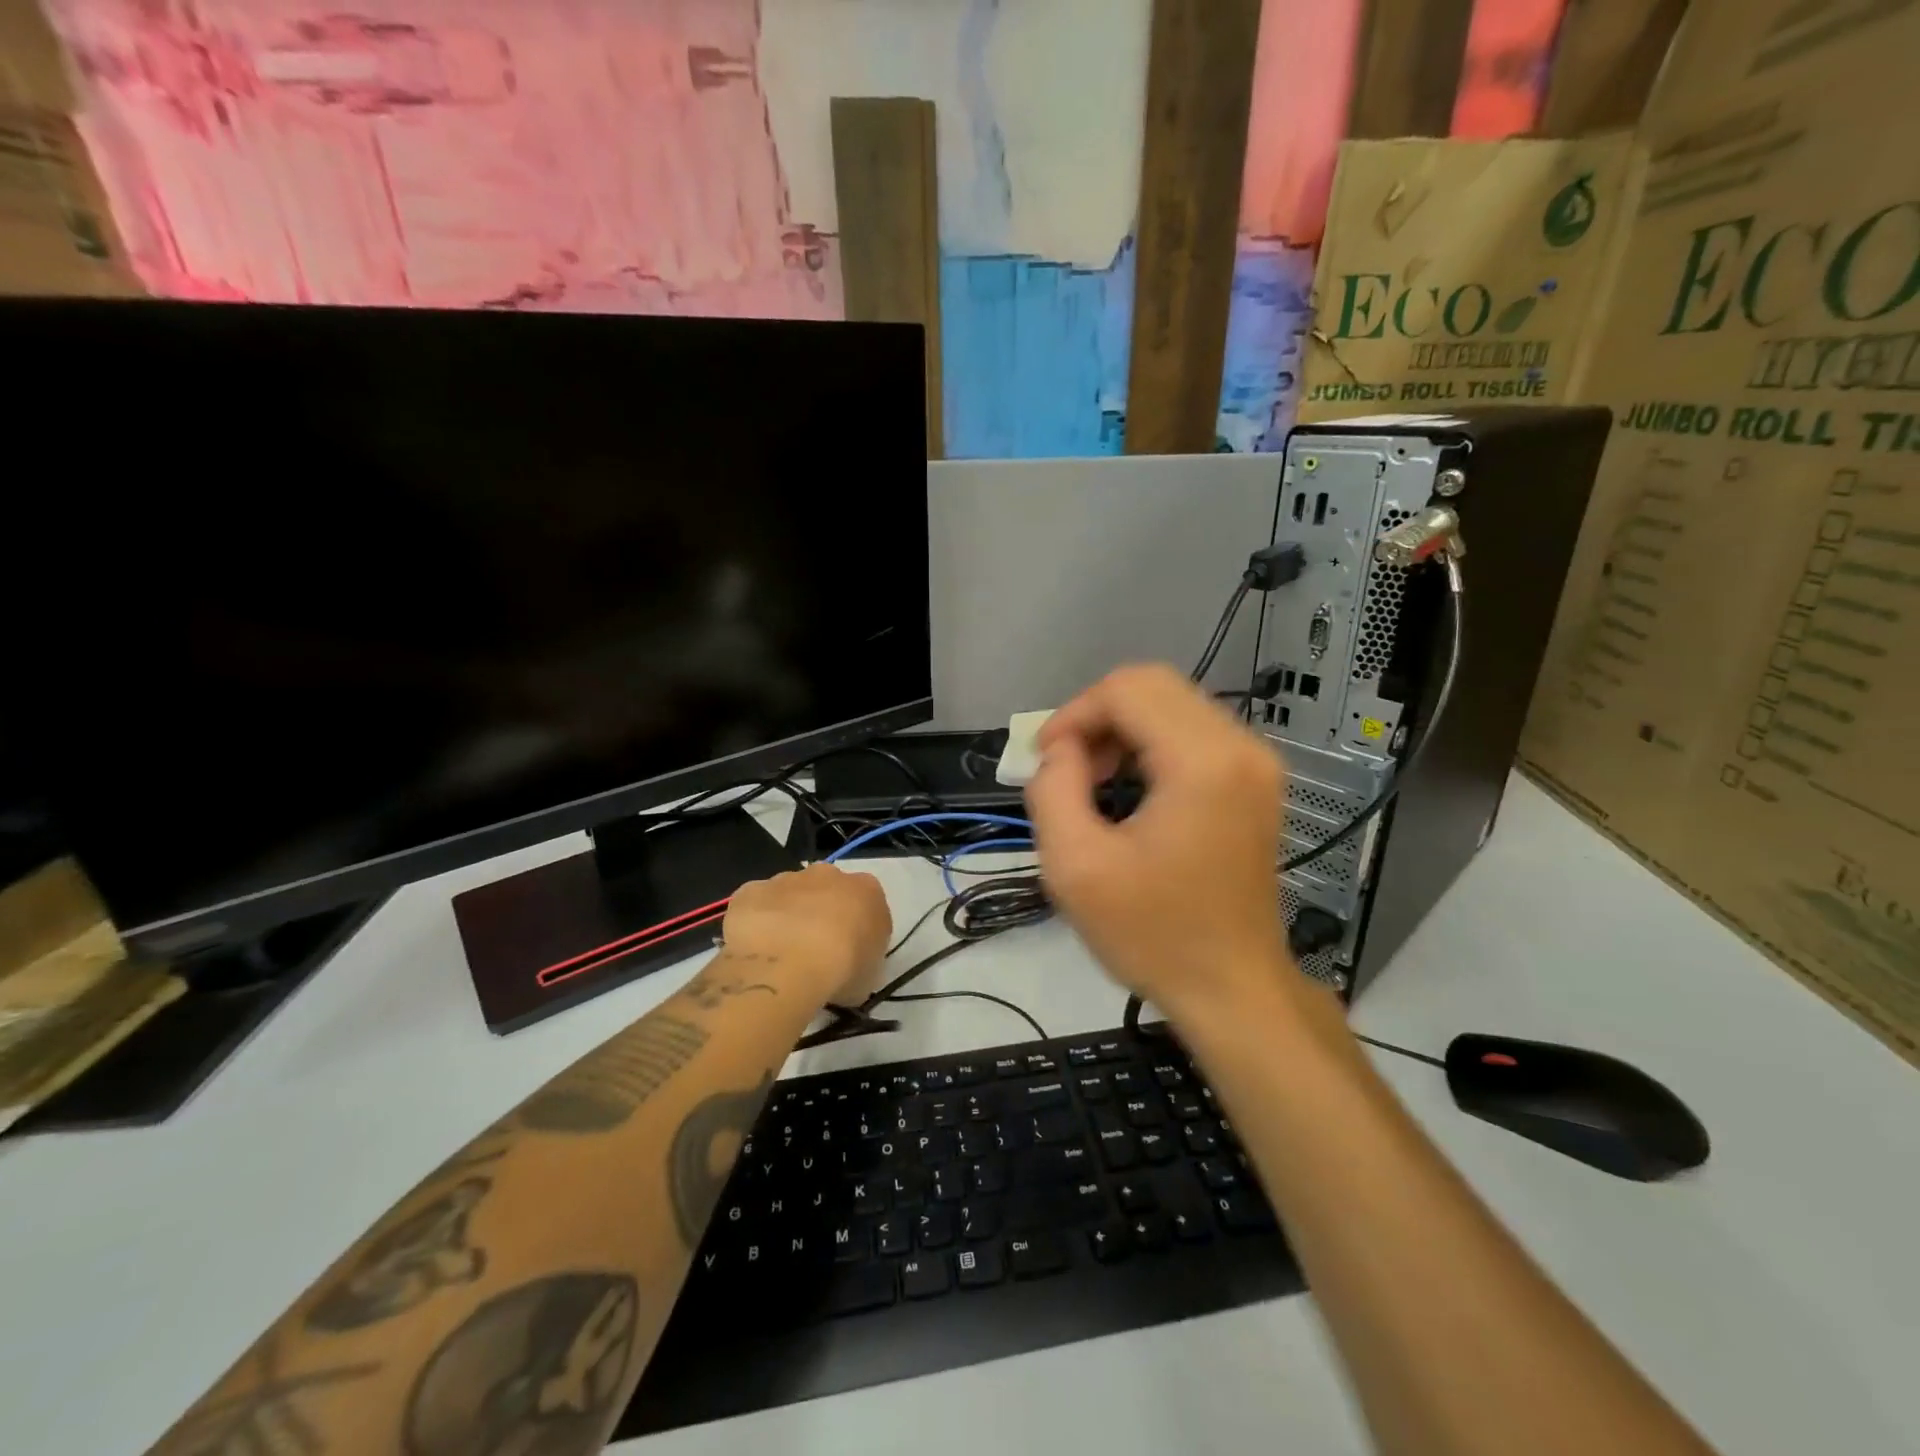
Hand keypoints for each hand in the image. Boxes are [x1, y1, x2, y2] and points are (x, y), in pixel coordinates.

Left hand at [719, 864, 891, 1006]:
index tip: (849, 952)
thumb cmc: (842, 970)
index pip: (866, 902)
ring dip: (786, 916)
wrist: (788, 963)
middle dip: (820, 913)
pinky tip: (754, 950)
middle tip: (813, 951)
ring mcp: (786, 879)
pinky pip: (755, 905)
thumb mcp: (870, 974)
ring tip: (780, 956)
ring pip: (788, 894)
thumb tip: (850, 964)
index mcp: (866, 889)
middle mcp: (828, 874)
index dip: (856, 927)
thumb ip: (863, 958)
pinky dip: (754, 923)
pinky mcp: (751, 890)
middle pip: (826, 889)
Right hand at [1025, 664, 1294, 1021]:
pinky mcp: (1254, 780)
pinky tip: (1128, 788)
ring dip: (1121, 730)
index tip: (1044, 759)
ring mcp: (1255, 763)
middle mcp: (1240, 747)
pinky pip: (1192, 731)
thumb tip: (1061, 750)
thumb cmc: (1154, 934)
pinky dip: (1149, 744)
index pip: (1126, 689)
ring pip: (1172, 703)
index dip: (1073, 714)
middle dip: (1096, 716)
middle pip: (1152, 685)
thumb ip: (1052, 789)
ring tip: (1093, 782)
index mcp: (1202, 762)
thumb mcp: (1075, 866)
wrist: (1232, 989)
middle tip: (1067, 768)